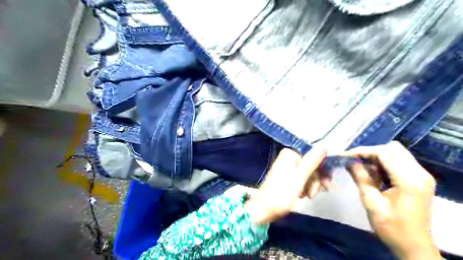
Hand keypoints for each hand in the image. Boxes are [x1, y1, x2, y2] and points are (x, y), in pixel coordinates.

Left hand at [246, 147, 323, 224]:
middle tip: (313, 193)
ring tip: (307, 196)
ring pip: (309, 173)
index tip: (327, 183)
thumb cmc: (281, 195)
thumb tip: (323, 148)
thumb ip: (311, 163)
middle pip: (312, 165)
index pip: (314, 156)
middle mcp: (289, 157)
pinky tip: (302, 195)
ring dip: (311, 185)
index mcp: (291, 154)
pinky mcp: (288, 176)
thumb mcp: (299, 179)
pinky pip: (302, 178)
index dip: (323, 169)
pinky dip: (305, 187)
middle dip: (315, 180)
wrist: (264, 208)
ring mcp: (288, 167)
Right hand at [343, 142, 440, 259]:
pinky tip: (374, 174)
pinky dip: (384, 163)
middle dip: (370, 152)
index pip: (383, 153)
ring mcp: (421, 176)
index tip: (344, 156)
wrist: (414, 247)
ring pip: (396, 153)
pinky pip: (399, 161)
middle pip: (392, 149)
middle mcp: (419, 173)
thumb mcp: (371, 203)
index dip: (362, 151)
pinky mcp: (419, 179)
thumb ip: (360, 178)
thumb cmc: (391, 228)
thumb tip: (348, 161)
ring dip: (376, 157)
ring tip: (362, 168)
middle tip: (354, 162)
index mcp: (409, 180)